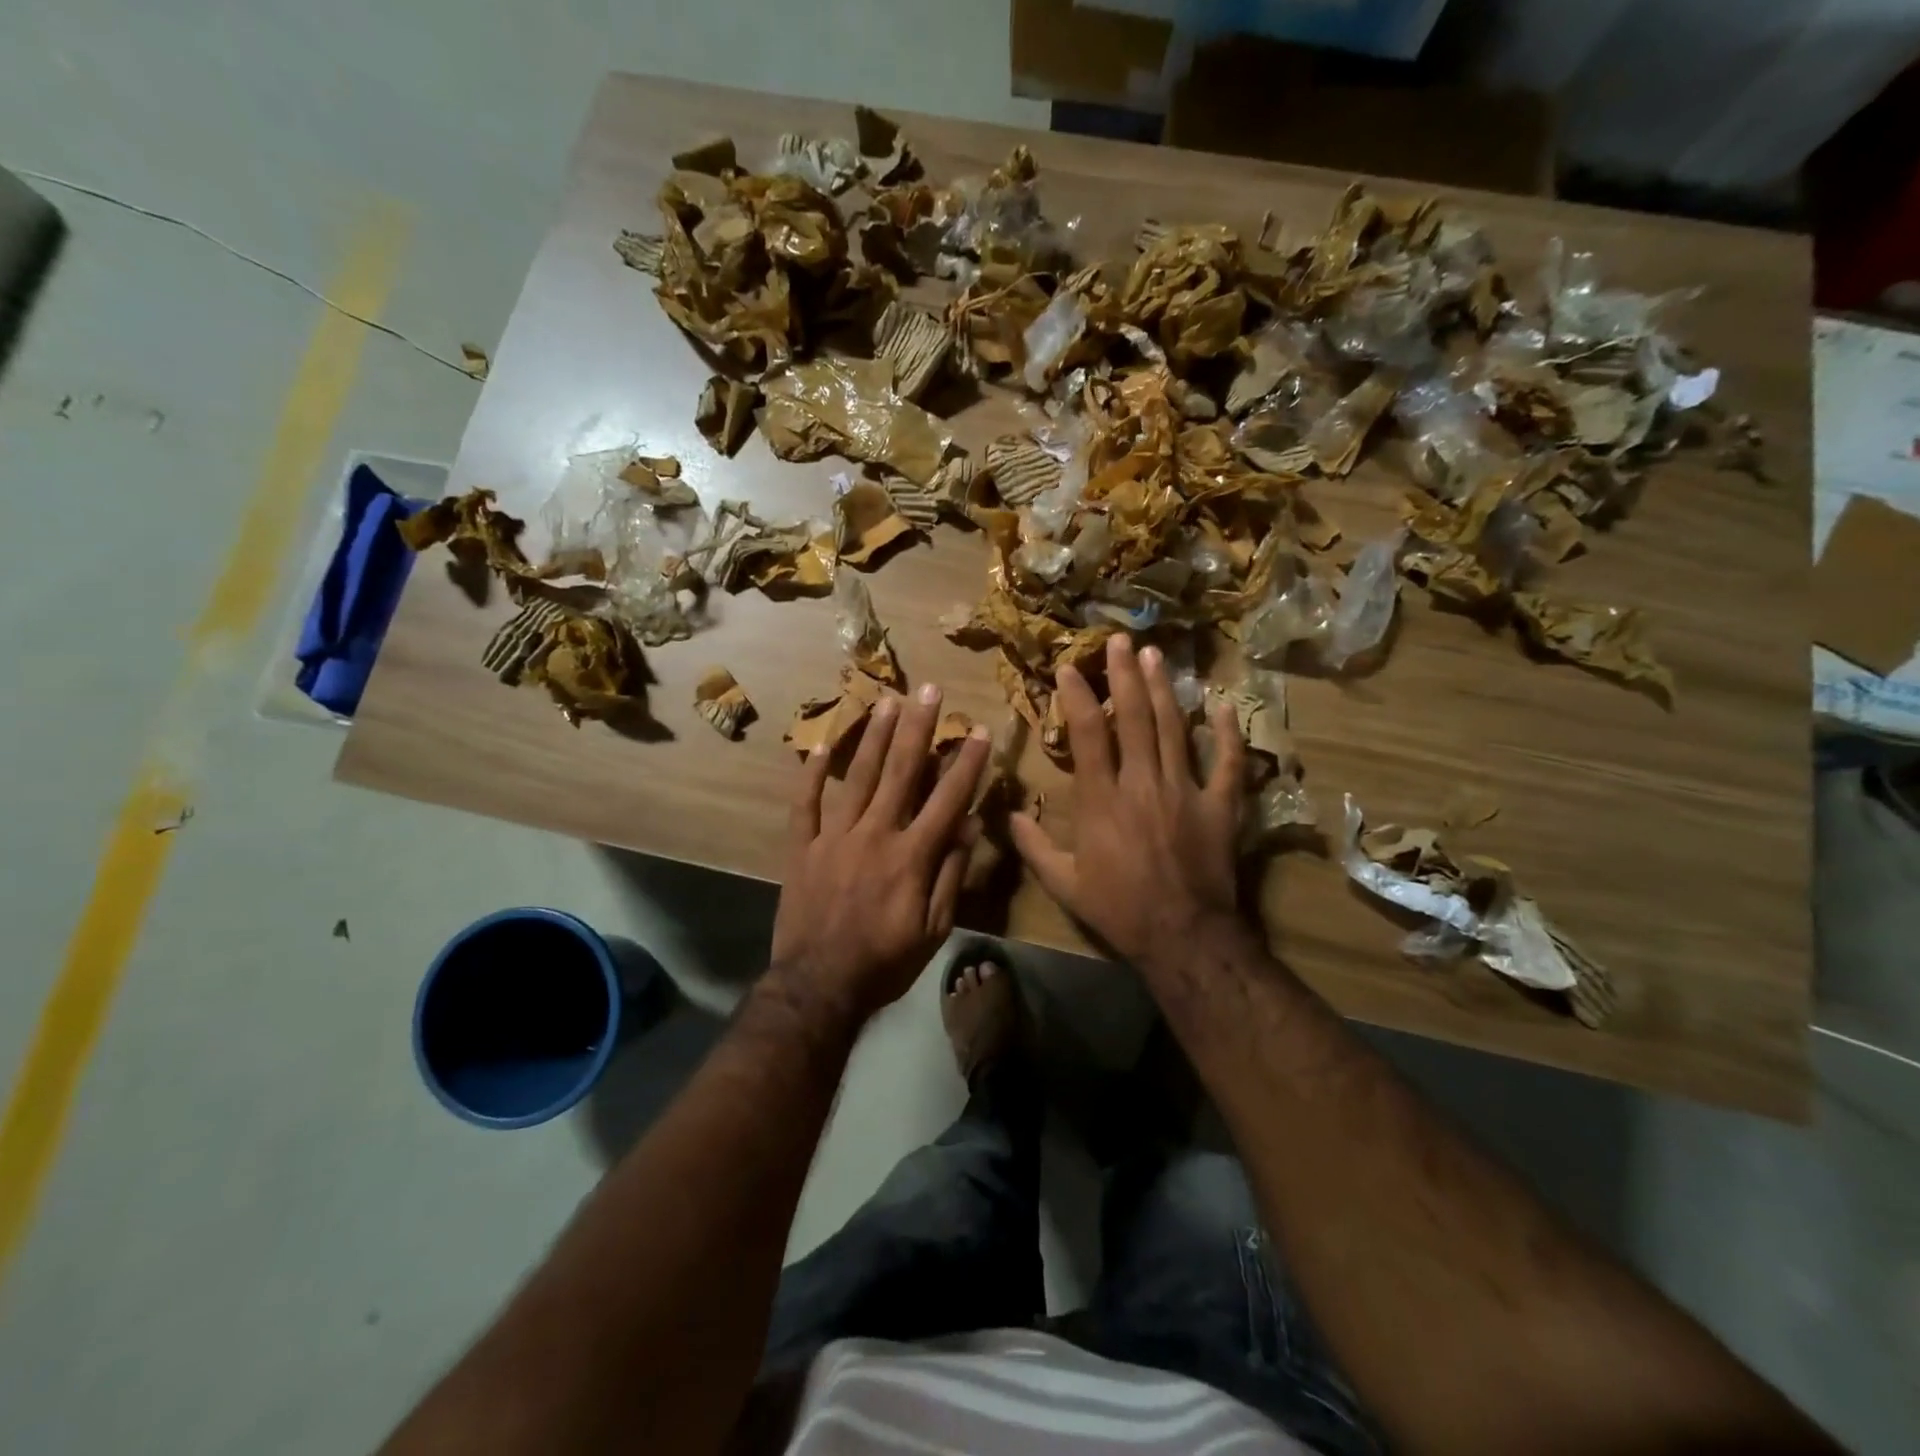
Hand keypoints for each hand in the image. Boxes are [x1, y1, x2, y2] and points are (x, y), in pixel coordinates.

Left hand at [770, 683, 990, 1023]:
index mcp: (912, 856)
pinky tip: (822, 745)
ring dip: (874, 736)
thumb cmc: (885, 963)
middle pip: (902, 771)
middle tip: (930, 689)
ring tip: (887, 700)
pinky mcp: (803, 847)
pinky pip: (806, 803)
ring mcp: (835, 837)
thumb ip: (951, 874)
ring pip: (858, 776)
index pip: (947, 798)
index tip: (978, 729)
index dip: (966, 762)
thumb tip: (968, 825)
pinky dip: (813, 774)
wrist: (818, 987)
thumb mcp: (935, 929)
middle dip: (920, 728)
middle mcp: (876, 834)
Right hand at [1010, 634, 1244, 967]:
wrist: (1183, 936)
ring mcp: (1185, 790)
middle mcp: (1142, 783)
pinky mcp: (1220, 805)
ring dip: (1163, 688)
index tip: (1069, 667)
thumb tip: (1009, 816)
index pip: (1087, 735)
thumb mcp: (1063, 885)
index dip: (1077, 696)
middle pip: (1133, 717)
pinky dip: (1225, 732)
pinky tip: (1221, 703)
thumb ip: (1034, 847)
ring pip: (1173, 728)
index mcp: (1102, 800)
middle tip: (1119, 640)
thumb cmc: (1119, 910)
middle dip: (1124, 675)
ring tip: (1155, 654)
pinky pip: (1226, 761)